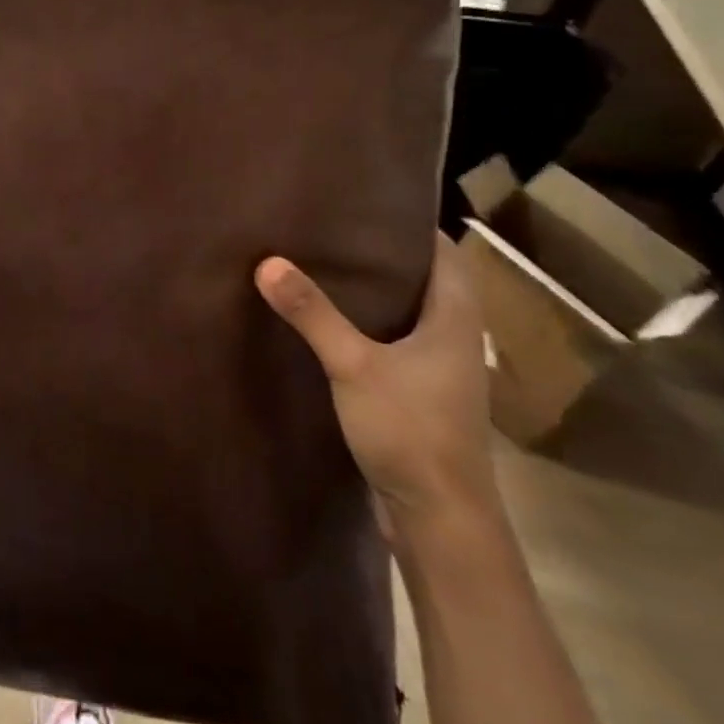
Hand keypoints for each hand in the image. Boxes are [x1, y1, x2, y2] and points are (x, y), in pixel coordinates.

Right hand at [256, 237, 498, 535]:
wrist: (441, 521)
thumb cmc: (410, 431)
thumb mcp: (354, 366)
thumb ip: (313, 314)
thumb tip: (268, 262)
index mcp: (455, 317)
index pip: (443, 251)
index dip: (409, 223)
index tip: (365, 202)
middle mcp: (454, 336)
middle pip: (425, 278)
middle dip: (384, 253)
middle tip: (332, 229)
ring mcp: (439, 369)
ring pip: (410, 312)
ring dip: (376, 291)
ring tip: (325, 265)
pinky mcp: (420, 394)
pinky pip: (396, 342)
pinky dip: (369, 325)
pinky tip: (331, 324)